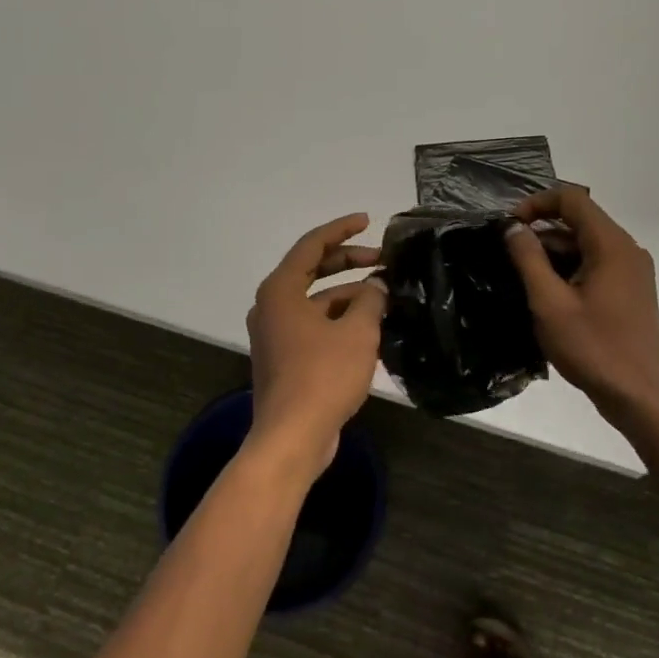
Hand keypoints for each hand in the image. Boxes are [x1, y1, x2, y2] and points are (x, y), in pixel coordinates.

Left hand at [244, 214, 385, 478]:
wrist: (292, 437)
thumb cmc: (322, 376)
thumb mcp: (357, 333)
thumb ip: (370, 301)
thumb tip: (377, 287)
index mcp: (280, 290)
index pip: (311, 246)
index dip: (341, 230)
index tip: (367, 220)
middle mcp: (272, 306)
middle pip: (313, 271)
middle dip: (349, 262)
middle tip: (384, 260)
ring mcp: (276, 334)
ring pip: (316, 302)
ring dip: (349, 296)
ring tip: (386, 297)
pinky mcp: (285, 358)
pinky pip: (315, 326)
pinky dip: (340, 320)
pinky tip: (371, 327)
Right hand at [504, 188, 658, 422]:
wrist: (639, 396)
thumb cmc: (593, 348)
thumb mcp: (549, 303)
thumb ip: (528, 259)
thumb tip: (512, 227)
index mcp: (611, 245)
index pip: (572, 199)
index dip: (537, 203)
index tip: (509, 226)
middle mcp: (627, 250)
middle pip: (580, 220)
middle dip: (542, 229)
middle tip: (509, 253)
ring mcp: (633, 271)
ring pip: (587, 244)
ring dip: (554, 251)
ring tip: (523, 276)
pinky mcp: (631, 291)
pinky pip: (597, 264)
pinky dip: (570, 268)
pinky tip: (548, 294)